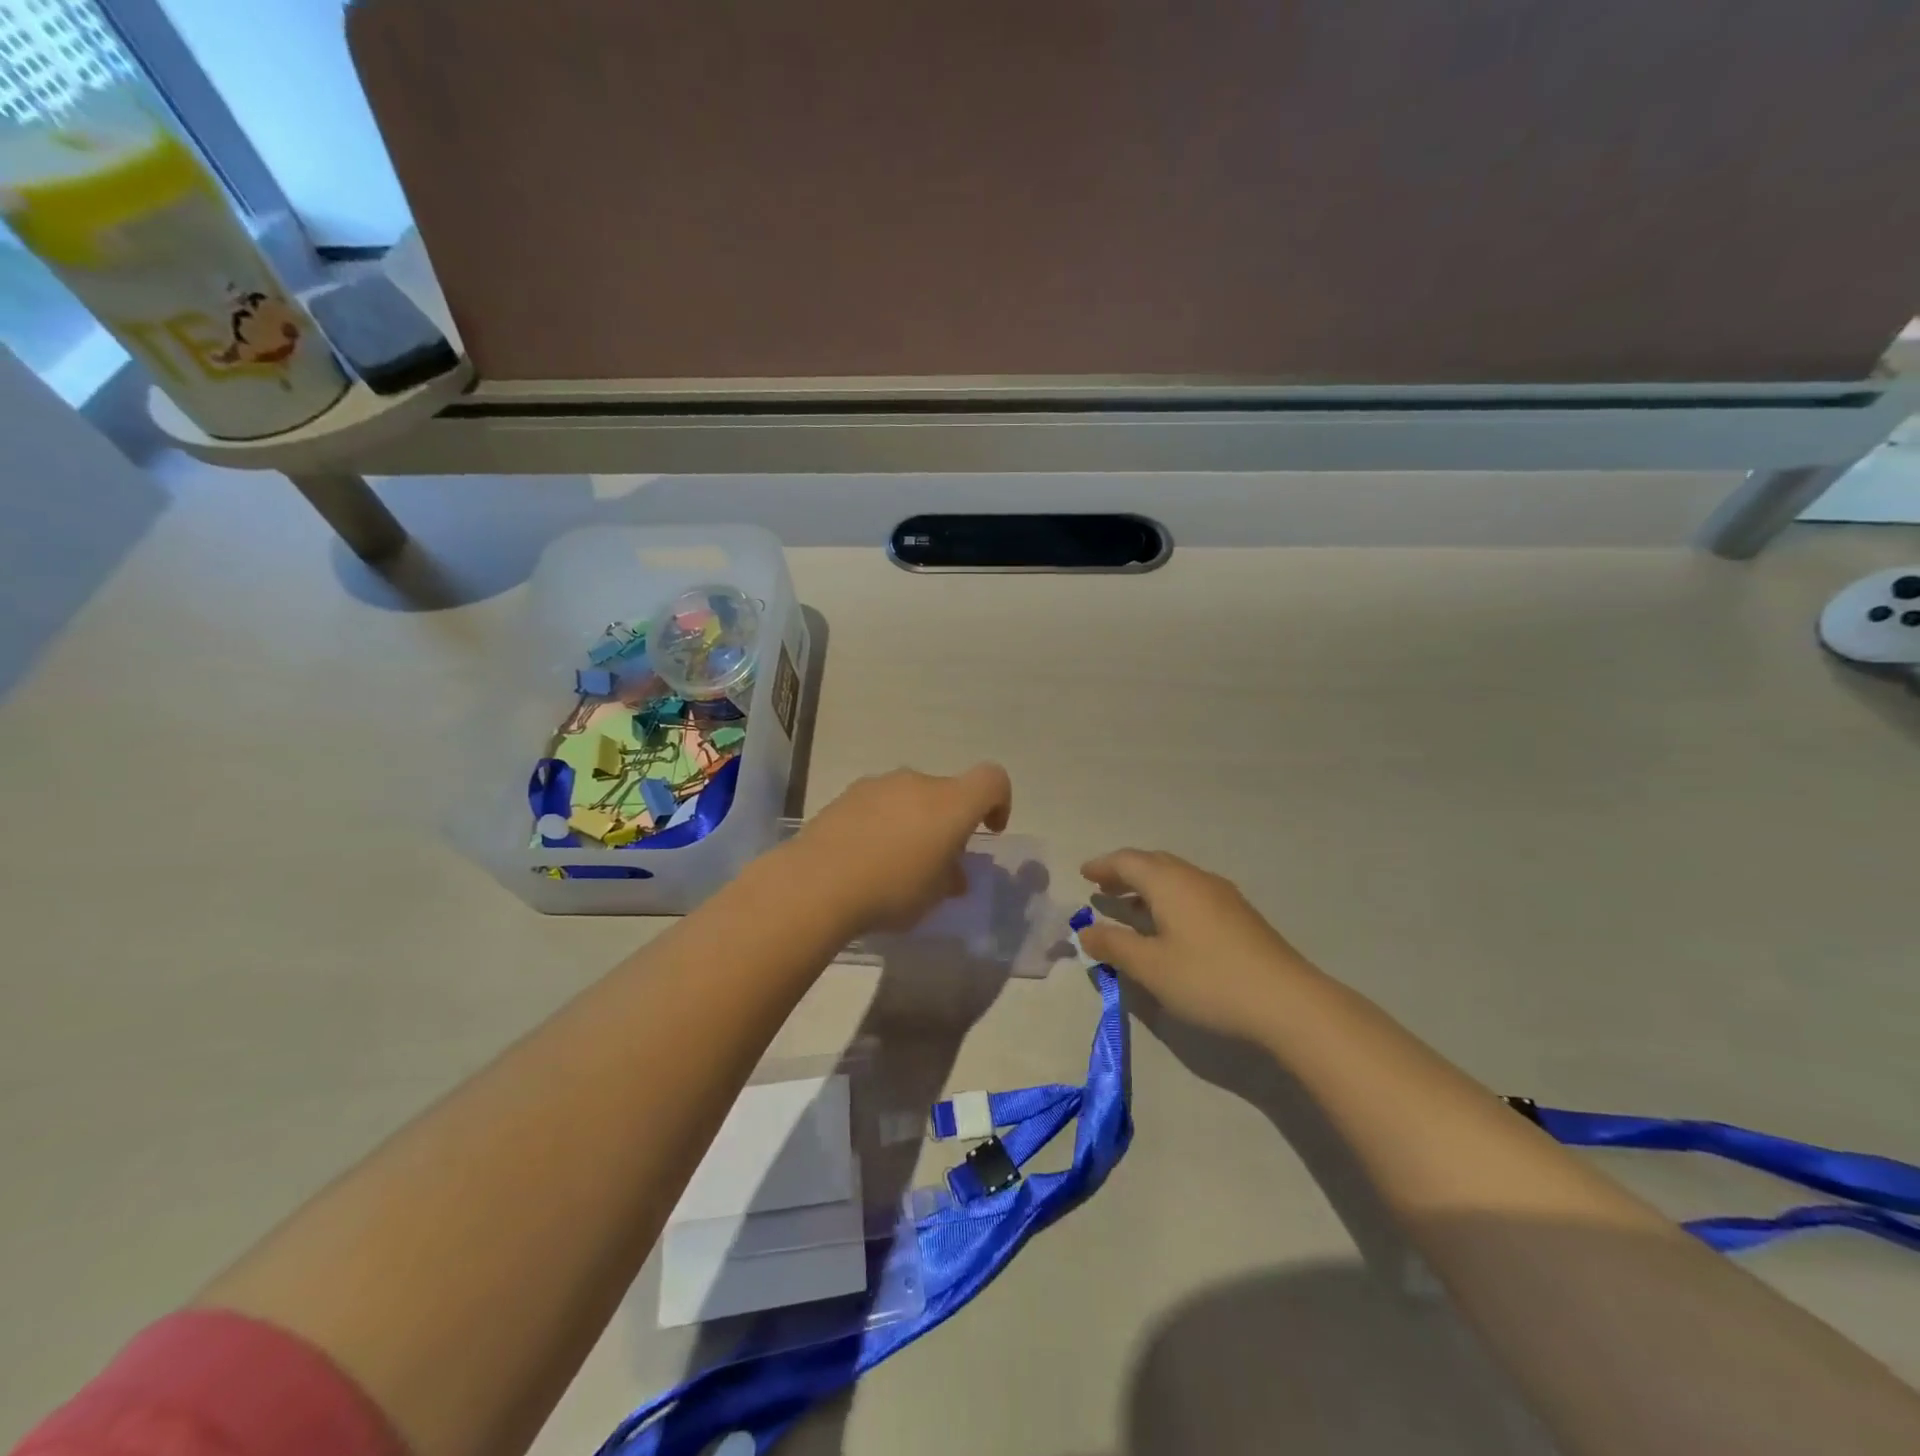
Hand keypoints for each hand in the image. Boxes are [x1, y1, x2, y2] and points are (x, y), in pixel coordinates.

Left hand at [790, 765, 1012, 932]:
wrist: (817, 882)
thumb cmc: (892, 889)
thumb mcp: (933, 896)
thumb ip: (950, 878)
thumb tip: (951, 872)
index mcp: (951, 802)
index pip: (992, 779)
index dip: (999, 802)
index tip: (988, 831)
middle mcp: (917, 782)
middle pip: (946, 791)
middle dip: (948, 821)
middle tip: (935, 862)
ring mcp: (878, 785)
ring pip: (909, 797)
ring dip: (912, 821)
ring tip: (894, 863)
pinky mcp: (846, 795)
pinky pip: (878, 804)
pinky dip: (881, 823)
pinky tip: (864, 858)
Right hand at [1079, 849, 1319, 1039]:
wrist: (1287, 1002)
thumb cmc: (1208, 980)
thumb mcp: (1151, 967)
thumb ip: (1114, 946)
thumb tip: (1086, 931)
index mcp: (1170, 883)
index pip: (1128, 861)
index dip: (1102, 866)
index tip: (1083, 874)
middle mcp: (1195, 879)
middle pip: (1153, 863)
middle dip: (1124, 873)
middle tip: (1103, 888)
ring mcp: (1222, 895)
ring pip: (1176, 878)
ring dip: (1148, 886)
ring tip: (1130, 907)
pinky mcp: (1240, 915)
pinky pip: (1192, 892)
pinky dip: (1169, 898)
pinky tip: (1169, 926)